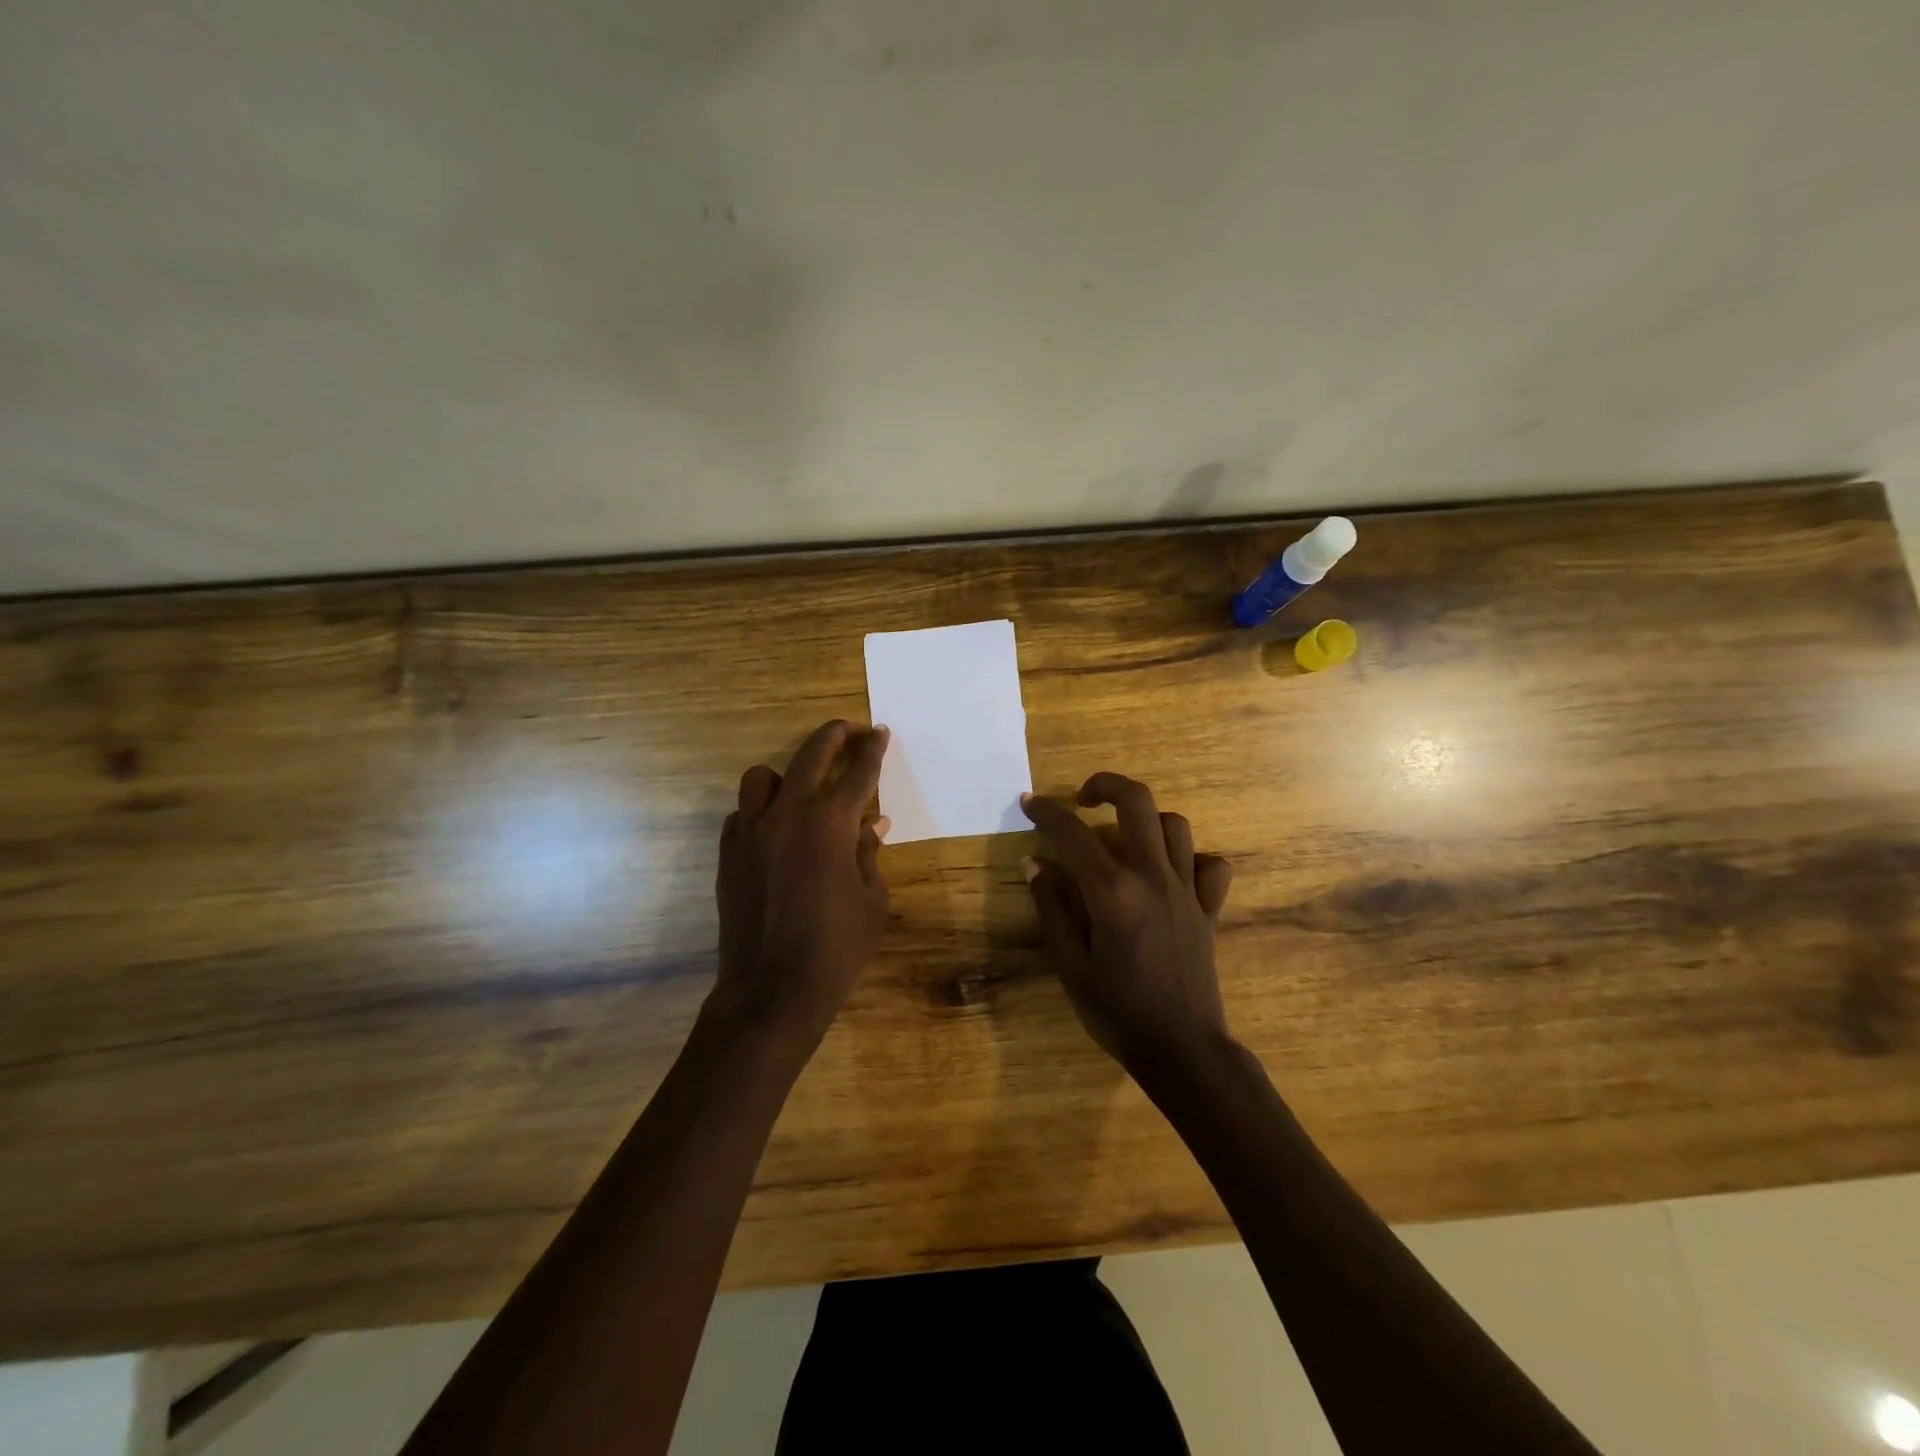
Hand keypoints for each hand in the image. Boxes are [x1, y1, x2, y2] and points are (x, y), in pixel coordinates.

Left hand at [712, 720, 891, 1048]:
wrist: (772, 991)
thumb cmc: (837, 949)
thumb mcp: (872, 900)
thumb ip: (869, 852)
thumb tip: (874, 822)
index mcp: (831, 823)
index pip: (858, 772)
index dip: (873, 749)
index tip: (880, 732)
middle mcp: (788, 814)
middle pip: (811, 755)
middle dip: (835, 736)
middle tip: (850, 731)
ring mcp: (751, 833)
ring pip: (761, 777)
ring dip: (786, 775)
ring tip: (803, 792)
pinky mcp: (728, 855)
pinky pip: (741, 814)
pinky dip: (760, 812)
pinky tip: (775, 832)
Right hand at [1021, 773, 1233, 1075]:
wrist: (1183, 1049)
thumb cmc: (1118, 1012)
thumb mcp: (1070, 965)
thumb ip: (1052, 909)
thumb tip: (1036, 865)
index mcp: (1114, 893)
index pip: (1073, 834)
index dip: (1047, 812)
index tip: (1029, 801)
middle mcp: (1153, 877)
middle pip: (1138, 803)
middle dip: (1106, 785)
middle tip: (1083, 798)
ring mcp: (1187, 890)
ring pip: (1174, 825)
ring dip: (1146, 819)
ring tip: (1123, 836)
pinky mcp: (1209, 908)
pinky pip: (1209, 865)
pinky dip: (1190, 857)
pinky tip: (1170, 872)